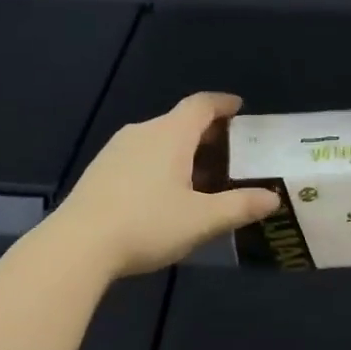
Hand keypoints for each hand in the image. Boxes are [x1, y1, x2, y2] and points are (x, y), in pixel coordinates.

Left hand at [50, 92, 279, 279]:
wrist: (78, 245)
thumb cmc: (147, 224)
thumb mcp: (202, 220)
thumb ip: (240, 206)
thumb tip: (272, 198)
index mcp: (170, 135)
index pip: (201, 105)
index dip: (223, 104)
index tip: (239, 108)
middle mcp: (142, 132)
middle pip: (180, 122)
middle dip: (207, 134)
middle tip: (230, 153)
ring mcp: (116, 150)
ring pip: (158, 141)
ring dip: (183, 152)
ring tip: (201, 178)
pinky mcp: (100, 171)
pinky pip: (139, 157)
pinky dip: (160, 165)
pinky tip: (164, 194)